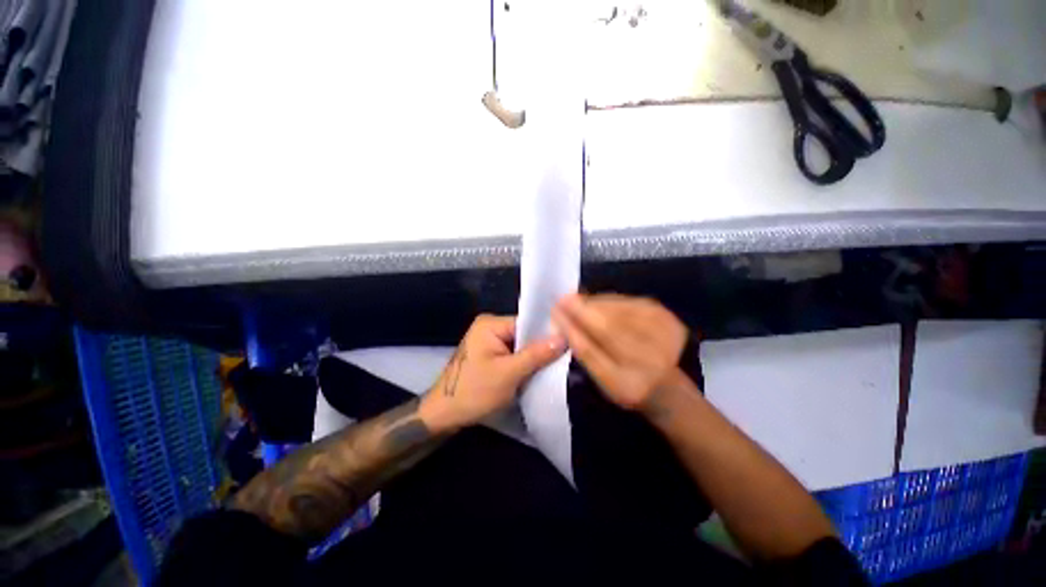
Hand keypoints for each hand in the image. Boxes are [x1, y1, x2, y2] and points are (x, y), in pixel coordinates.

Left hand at [420, 314, 566, 431]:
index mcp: (490, 323)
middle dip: (539, 348)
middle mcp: (489, 326)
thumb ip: (537, 354)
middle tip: (562, 359)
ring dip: (532, 358)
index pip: (527, 323)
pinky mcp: (488, 354)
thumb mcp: (509, 373)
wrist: (443, 415)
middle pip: (524, 334)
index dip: (546, 335)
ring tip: (551, 367)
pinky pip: (512, 354)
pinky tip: (534, 372)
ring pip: (519, 346)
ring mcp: (488, 340)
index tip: (566, 346)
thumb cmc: (474, 392)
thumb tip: (564, 336)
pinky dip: (522, 363)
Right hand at [551, 293, 687, 412]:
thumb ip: (584, 353)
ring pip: (620, 312)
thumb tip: (564, 320)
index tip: (554, 312)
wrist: (670, 388)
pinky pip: (633, 302)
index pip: (589, 352)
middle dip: (581, 310)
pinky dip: (613, 300)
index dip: (570, 328)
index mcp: (625, 387)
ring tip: (579, 300)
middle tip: (563, 298)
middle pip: (607, 328)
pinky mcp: (670, 321)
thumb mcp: (601, 381)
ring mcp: (664, 340)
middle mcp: (647, 365)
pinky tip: (601, 302)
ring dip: (595, 303)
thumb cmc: (626, 385)